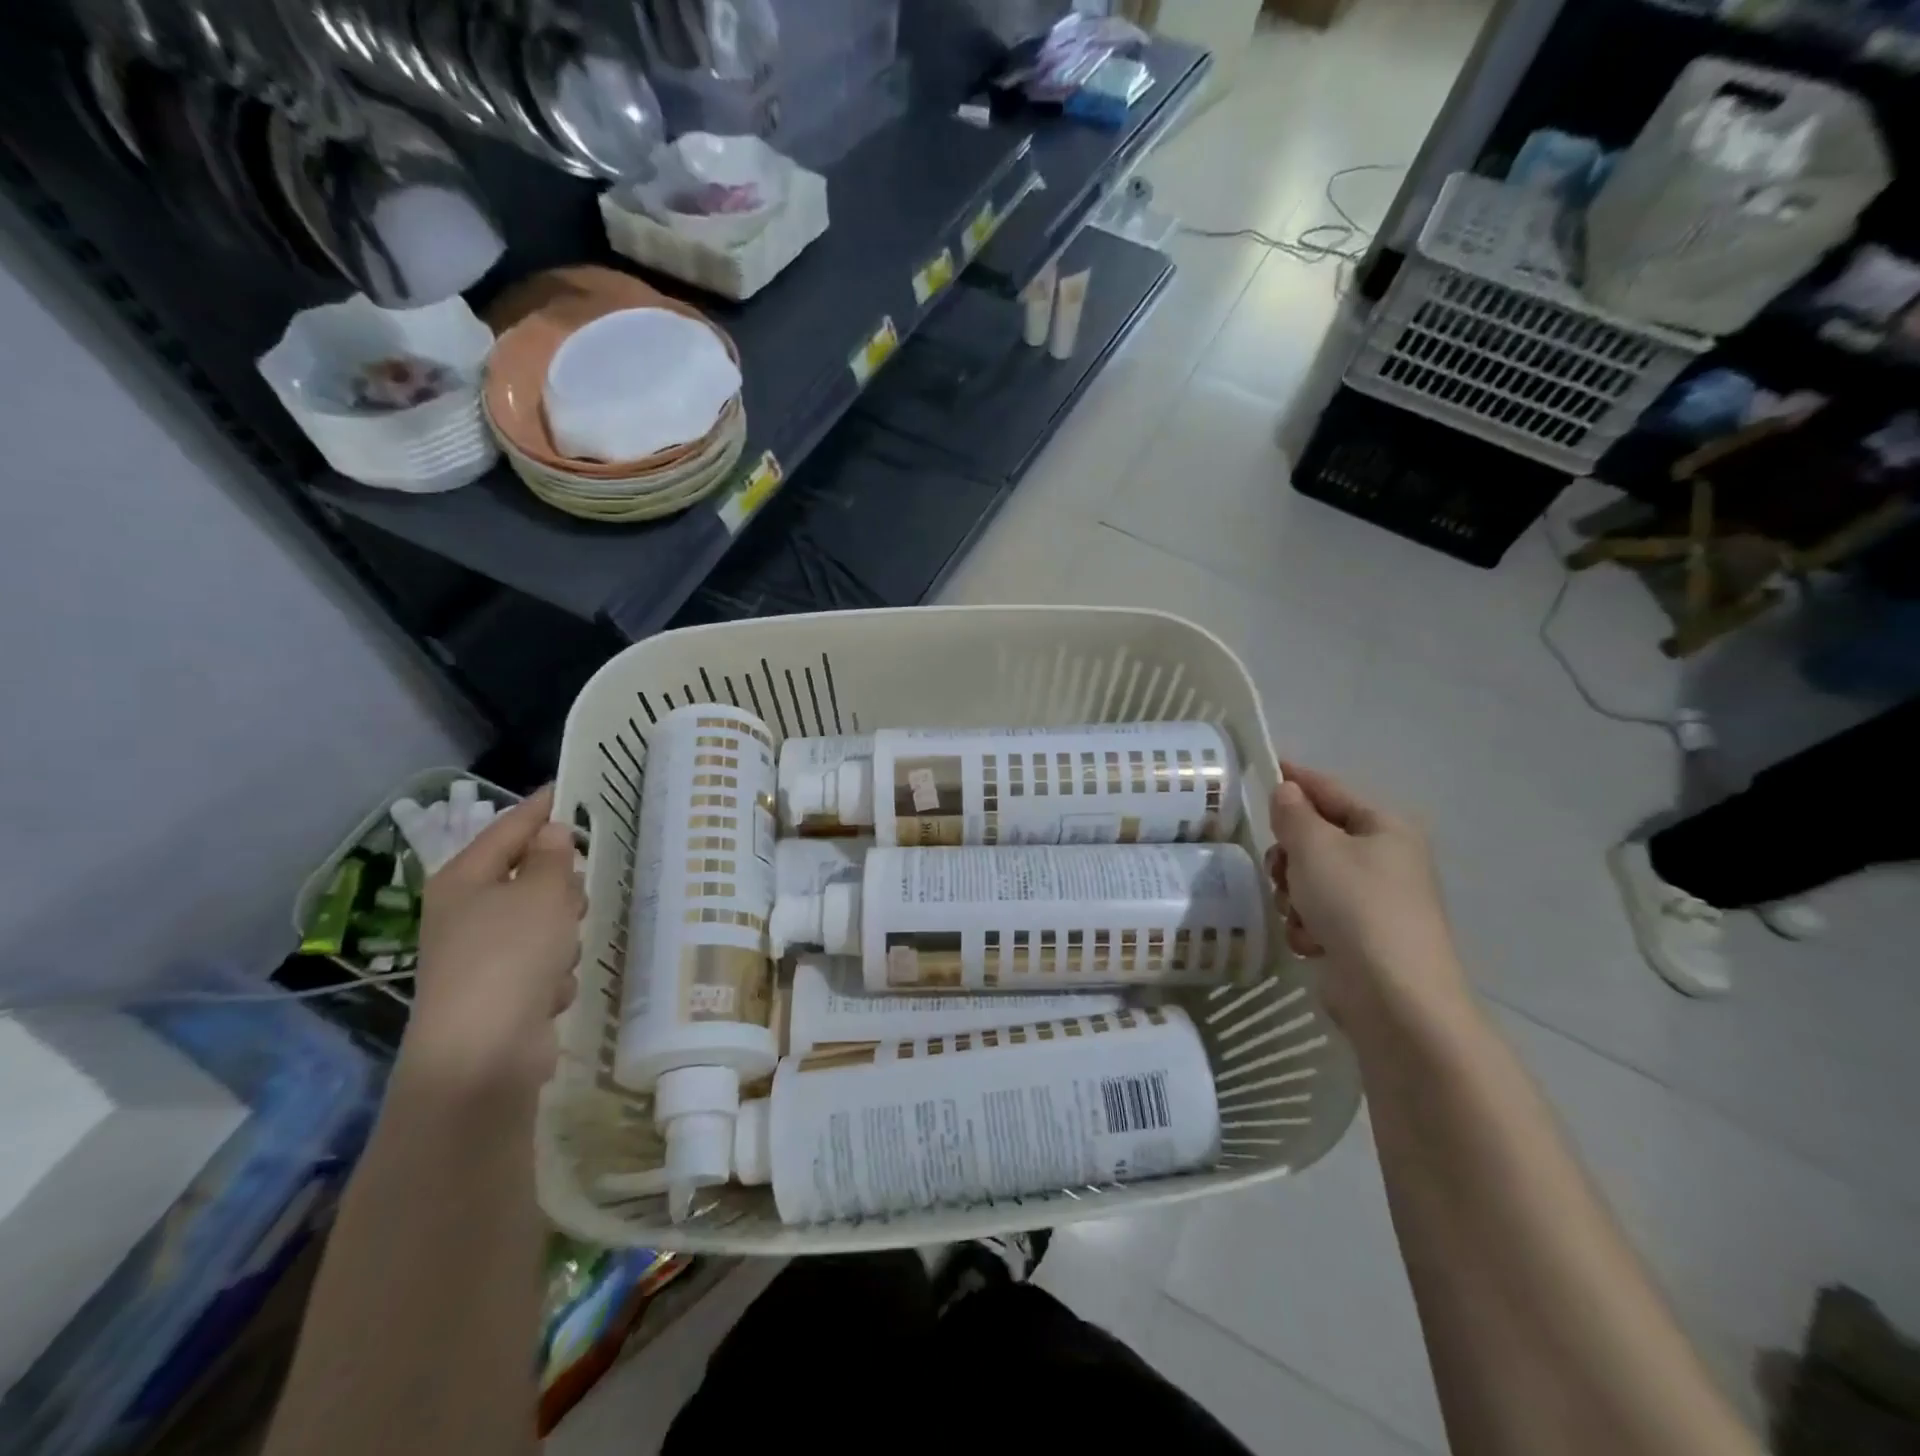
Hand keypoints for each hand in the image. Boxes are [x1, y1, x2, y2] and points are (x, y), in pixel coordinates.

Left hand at [402, 786, 585, 1097]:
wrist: (483, 1055)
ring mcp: (483, 956)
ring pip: (544, 922)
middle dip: (560, 887)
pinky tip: (550, 992)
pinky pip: (543, 964)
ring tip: (562, 953)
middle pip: (529, 878)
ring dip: (562, 935)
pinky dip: (553, 974)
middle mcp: (467, 913)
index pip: (508, 828)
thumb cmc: (510, 956)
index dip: (540, 808)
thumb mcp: (541, 894)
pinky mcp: (502, 993)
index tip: (570, 788)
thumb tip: (552, 832)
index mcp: (465, 880)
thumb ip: (552, 858)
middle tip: (576, 894)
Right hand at [1266, 763, 1467, 1028]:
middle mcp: (1386, 858)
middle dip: (1290, 855)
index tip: (1265, 769)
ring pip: (1311, 878)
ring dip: (1294, 895)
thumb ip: (1293, 813)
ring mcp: (1376, 900)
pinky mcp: (1364, 936)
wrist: (1393, 995)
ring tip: (1299, 914)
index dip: (1296, 779)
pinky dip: (1307, 925)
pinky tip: (1311, 942)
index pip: (1330, 789)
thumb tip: (1287, 791)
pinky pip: (1319, 914)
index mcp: (1385, 827)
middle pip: (1317, 838)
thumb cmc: (1355, 905)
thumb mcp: (1315, 847)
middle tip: (1281, 871)